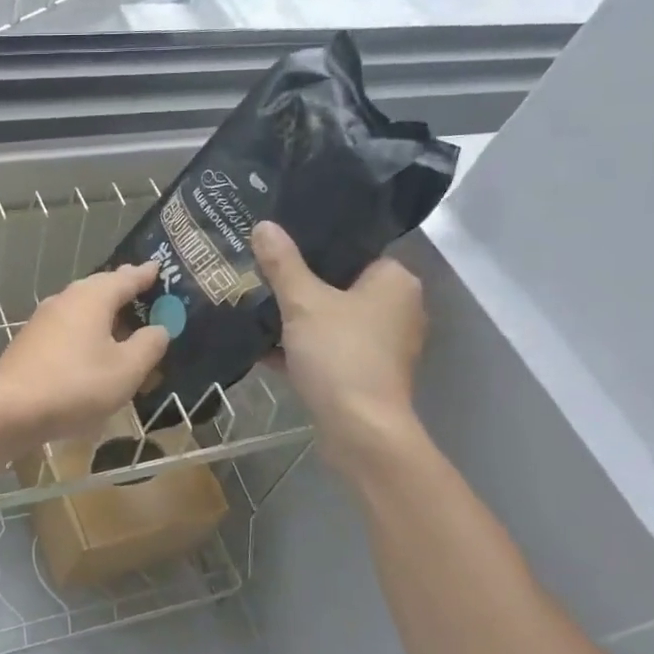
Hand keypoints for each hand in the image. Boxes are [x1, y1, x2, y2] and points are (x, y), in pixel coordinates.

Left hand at [0, 262, 170, 450]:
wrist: (9, 409)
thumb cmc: (75, 385)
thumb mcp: (126, 370)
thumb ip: (148, 345)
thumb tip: (159, 328)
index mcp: (92, 298)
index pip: (126, 277)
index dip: (146, 275)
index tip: (158, 268)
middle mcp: (66, 300)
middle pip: (100, 289)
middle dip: (123, 291)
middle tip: (144, 293)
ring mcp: (44, 320)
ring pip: (82, 309)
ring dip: (104, 314)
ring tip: (123, 324)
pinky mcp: (31, 342)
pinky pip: (68, 328)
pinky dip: (87, 332)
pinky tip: (93, 350)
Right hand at [252, 221, 425, 467]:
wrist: (358, 429)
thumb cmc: (340, 354)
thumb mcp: (303, 302)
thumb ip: (283, 264)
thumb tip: (263, 225)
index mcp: (395, 281)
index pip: (354, 248)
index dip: (315, 245)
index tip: (278, 244)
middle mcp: (397, 308)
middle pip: (340, 285)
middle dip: (300, 284)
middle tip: (260, 272)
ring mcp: (382, 344)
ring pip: (332, 319)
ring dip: (297, 318)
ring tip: (255, 306)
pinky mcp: (366, 373)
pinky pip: (328, 349)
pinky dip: (301, 348)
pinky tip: (261, 347)